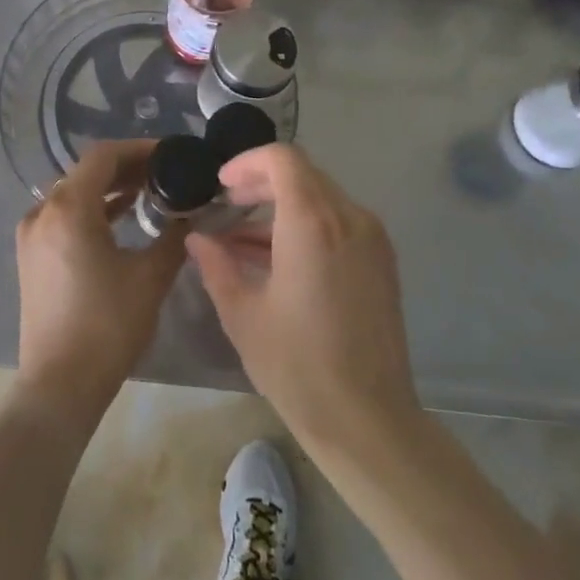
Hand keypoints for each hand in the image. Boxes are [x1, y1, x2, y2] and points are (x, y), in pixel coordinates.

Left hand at [15, 141, 185, 423]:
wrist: (59, 385)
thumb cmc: (107, 325)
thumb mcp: (150, 277)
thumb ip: (173, 237)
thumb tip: (190, 215)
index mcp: (68, 208)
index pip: (103, 156)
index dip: (139, 149)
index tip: (170, 153)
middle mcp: (43, 211)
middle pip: (86, 172)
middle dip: (126, 167)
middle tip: (164, 172)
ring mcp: (32, 235)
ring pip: (73, 193)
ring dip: (108, 188)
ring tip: (147, 191)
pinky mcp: (31, 256)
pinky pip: (62, 216)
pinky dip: (91, 209)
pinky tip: (119, 217)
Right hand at [187, 144, 418, 456]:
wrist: (368, 420)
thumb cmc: (297, 366)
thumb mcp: (242, 314)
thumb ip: (216, 265)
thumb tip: (197, 238)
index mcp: (313, 222)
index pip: (283, 159)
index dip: (247, 162)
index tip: (221, 186)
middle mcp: (349, 218)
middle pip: (303, 174)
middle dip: (261, 183)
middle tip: (227, 205)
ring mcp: (372, 239)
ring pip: (322, 198)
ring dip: (283, 206)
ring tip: (243, 240)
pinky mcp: (382, 261)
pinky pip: (340, 223)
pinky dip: (307, 226)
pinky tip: (278, 259)